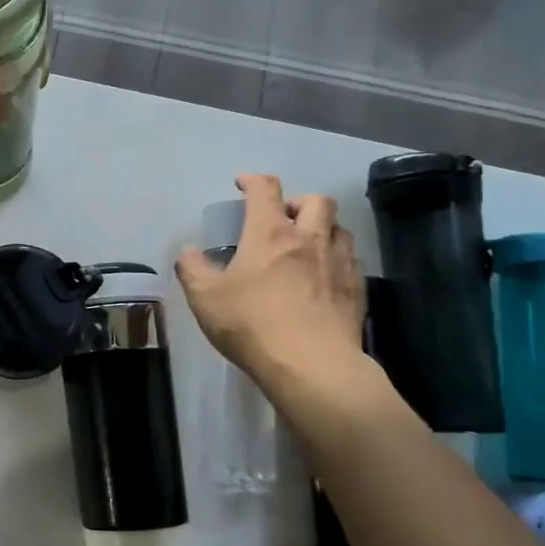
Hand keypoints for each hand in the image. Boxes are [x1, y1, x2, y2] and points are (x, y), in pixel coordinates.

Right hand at [175, 174, 371, 415]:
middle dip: (297, 201)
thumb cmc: (252, 324)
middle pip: (316, 201)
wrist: (311, 365)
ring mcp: (338, 264)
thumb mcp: (205, 298)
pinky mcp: (357, 290)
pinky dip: (337, 258)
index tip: (242, 183)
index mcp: (270, 234)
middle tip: (281, 218)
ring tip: (306, 245)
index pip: (265, 190)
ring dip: (323, 228)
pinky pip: (351, 260)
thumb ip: (192, 269)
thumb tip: (188, 252)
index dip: (253, 180)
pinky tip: (325, 277)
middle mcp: (309, 239)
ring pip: (339, 228)